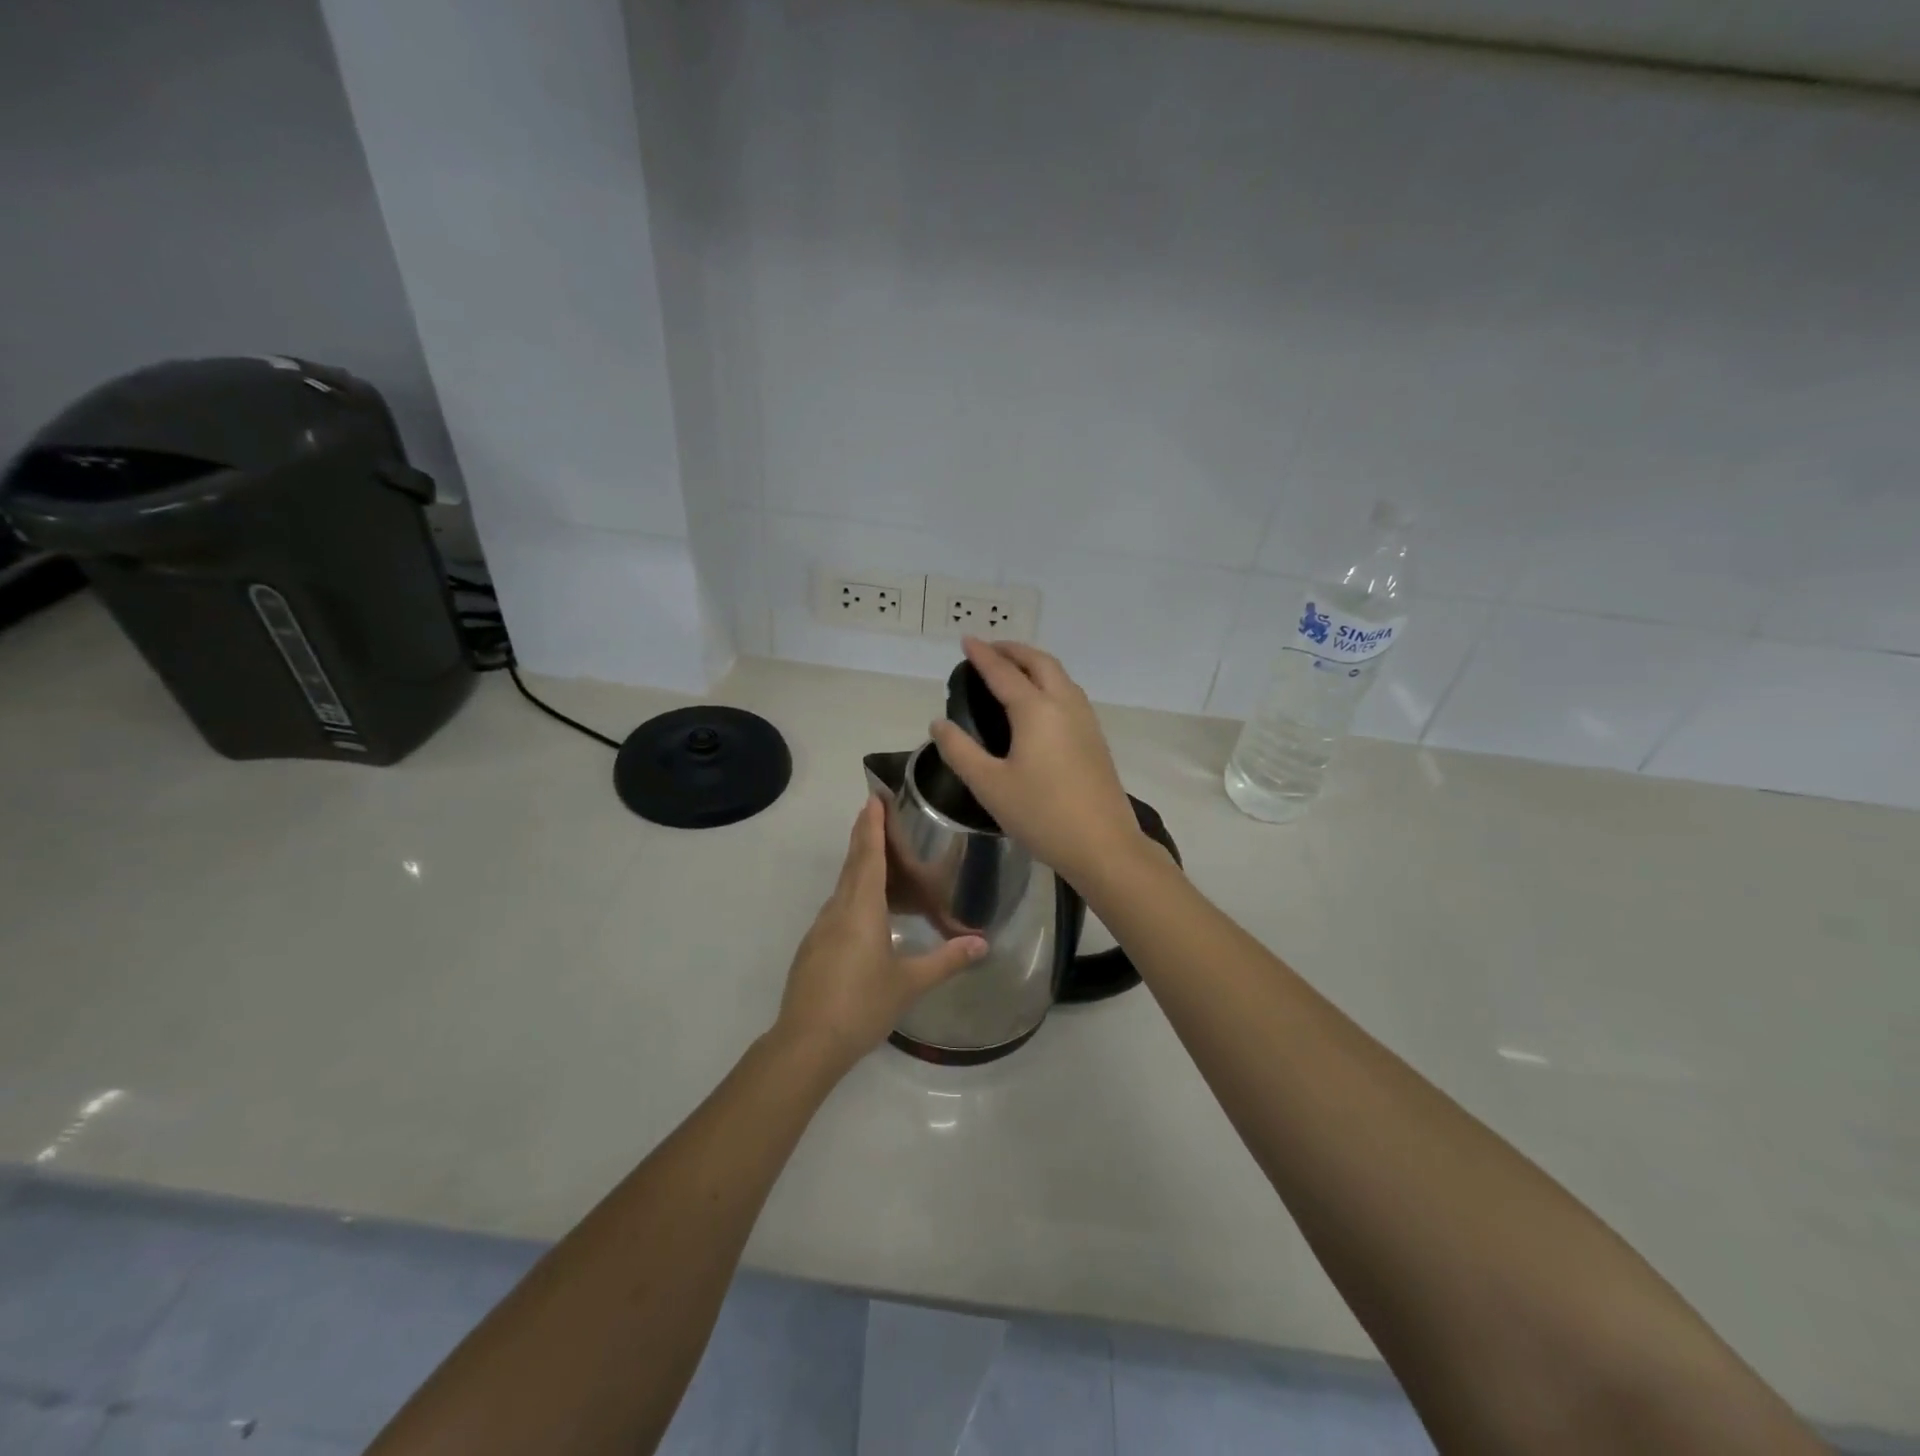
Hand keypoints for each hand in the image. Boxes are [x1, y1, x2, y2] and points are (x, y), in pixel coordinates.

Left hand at [773, 797, 986, 1074]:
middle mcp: (838, 910)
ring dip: (859, 865)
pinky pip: (837, 908)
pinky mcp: (814, 948)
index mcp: (861, 909)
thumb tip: (983, 943)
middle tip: (876, 812)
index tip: (874, 798)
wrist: (806, 1043)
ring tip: (881, 859)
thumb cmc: (861, 1005)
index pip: (869, 856)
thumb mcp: (909, 983)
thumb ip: (946, 960)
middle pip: (853, 864)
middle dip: (864, 836)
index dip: (873, 826)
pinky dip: (853, 895)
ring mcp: (821, 929)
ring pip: (843, 887)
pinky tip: (867, 913)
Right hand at [929, 638, 1148, 886]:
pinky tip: (1040, 701)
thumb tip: (939, 723)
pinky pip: (1069, 692)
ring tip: (1013, 668)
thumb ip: (960, 751)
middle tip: (990, 649)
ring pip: (1060, 675)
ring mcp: (1085, 719)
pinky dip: (1049, 680)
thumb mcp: (989, 785)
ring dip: (1034, 663)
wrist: (1103, 844)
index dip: (982, 655)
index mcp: (1035, 710)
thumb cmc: (1041, 814)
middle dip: (1013, 650)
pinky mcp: (1095, 737)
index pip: (1003, 672)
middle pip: (1039, 662)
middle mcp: (1064, 704)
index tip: (966, 641)